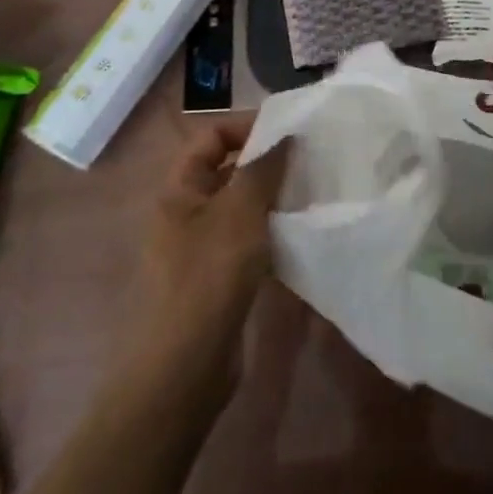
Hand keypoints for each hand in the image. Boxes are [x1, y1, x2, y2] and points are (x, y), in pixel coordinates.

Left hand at [127, 115, 288, 404]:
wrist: (185, 366)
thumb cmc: (208, 276)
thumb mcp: (240, 211)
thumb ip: (263, 168)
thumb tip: (284, 136)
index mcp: (180, 189)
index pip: (211, 136)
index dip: (246, 126)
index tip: (290, 131)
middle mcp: (186, 212)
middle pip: (227, 170)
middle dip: (266, 161)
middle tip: (310, 161)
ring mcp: (201, 247)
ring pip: (241, 206)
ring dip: (273, 197)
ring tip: (312, 192)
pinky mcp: (218, 277)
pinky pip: (247, 239)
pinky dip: (271, 231)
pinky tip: (300, 232)